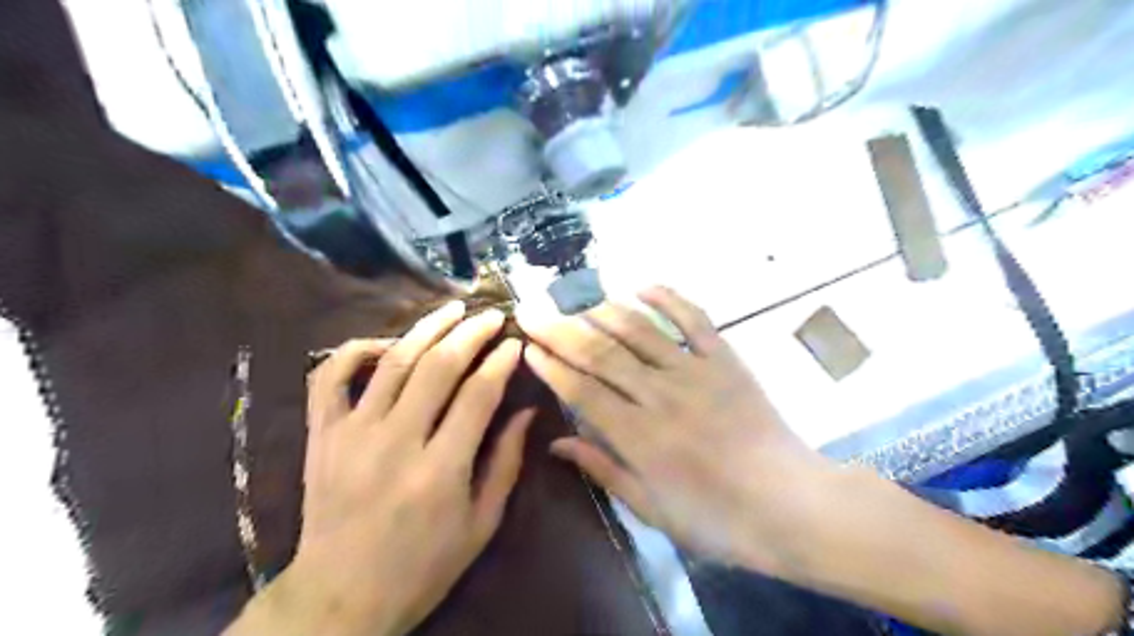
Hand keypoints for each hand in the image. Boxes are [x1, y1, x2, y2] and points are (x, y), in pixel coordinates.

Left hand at [230, 300, 533, 635]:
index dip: (501, 362)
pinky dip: (354, 350)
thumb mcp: (481, 525)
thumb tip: (526, 412)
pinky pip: (330, 377)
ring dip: (427, 328)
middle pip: (438, 366)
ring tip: (452, 309)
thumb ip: (506, 463)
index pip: (478, 394)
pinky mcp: (322, 435)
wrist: (340, 597)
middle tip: (492, 316)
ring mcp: (352, 433)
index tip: (515, 343)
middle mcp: (396, 442)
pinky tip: (385, 341)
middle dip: (471, 333)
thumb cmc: (423, 567)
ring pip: (392, 361)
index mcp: (440, 470)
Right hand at [517, 286, 835, 572]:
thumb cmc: (715, 517)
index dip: (551, 366)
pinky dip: (667, 298)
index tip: (527, 346)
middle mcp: (660, 394)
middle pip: (600, 353)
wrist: (789, 503)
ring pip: (639, 330)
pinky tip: (641, 285)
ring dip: (602, 310)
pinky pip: (693, 319)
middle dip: (560, 330)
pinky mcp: (724, 359)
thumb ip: (602, 468)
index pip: (582, 390)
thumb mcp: (650, 507)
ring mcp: (694, 371)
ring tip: (574, 300)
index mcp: (638, 435)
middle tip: (532, 310)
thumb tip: (558, 442)